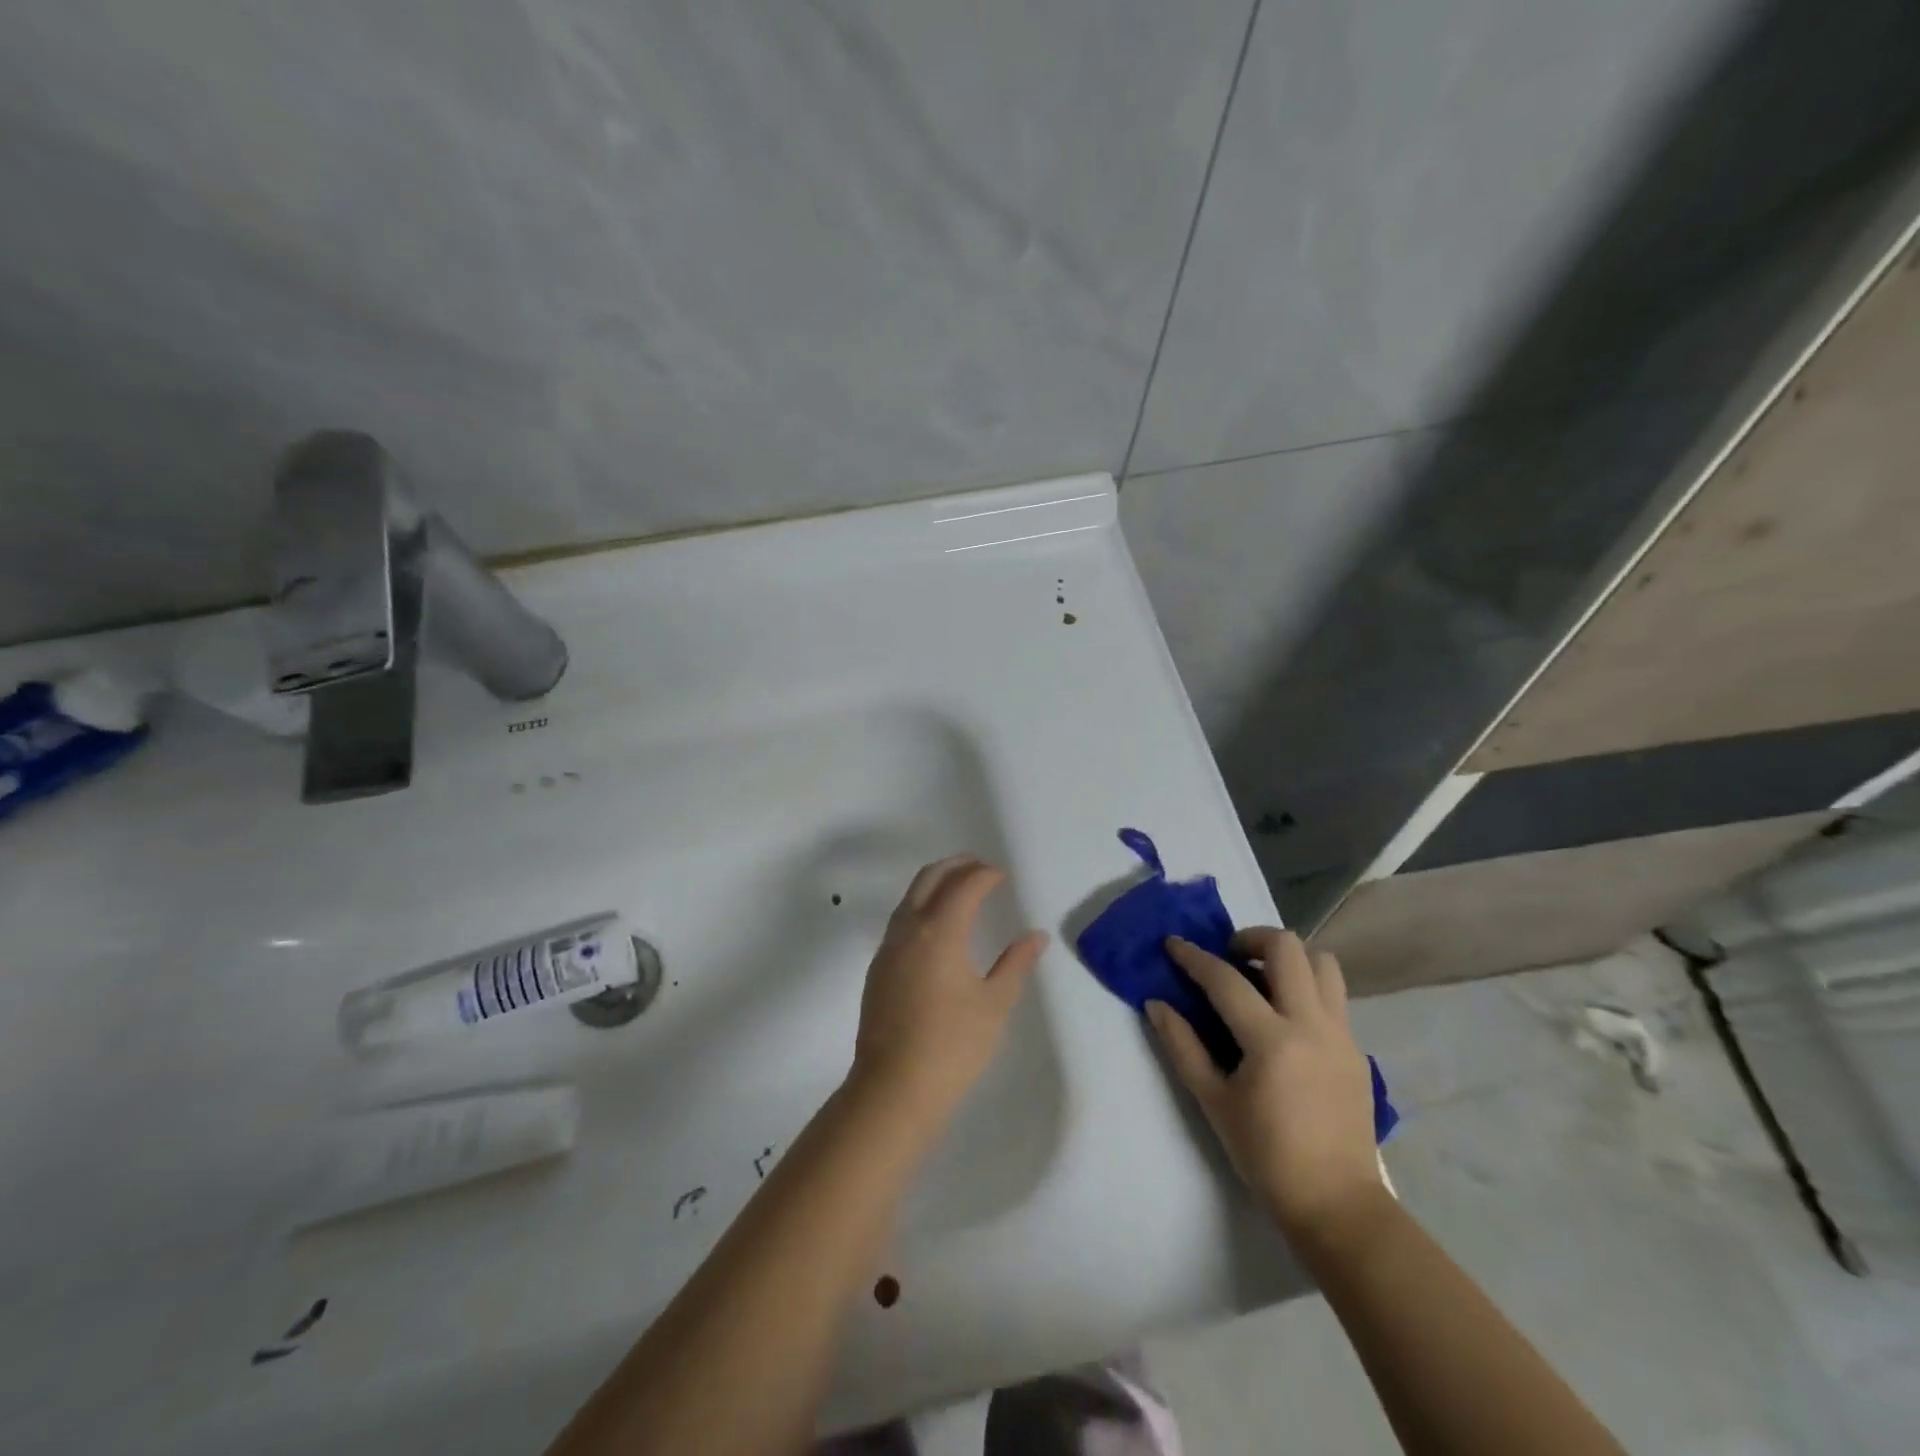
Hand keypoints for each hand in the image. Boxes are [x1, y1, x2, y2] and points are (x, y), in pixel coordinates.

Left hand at [850, 856, 1048, 1126]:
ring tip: (959, 887)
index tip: (1001, 874)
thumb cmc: (952, 1046)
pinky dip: (920, 905)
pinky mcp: (878, 967)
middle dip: (956, 866)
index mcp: (940, 931)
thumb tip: (1036, 936)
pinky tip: (936, 925)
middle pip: (929, 878)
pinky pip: (901, 919)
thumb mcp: (994, 1004)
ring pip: (910, 897)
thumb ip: (1016, 964)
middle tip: (980, 866)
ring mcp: (888, 948)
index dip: (984, 874)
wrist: (893, 1088)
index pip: (964, 886)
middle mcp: (909, 929)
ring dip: (935, 882)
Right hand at [1147, 929, 1382, 1242]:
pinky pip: (1334, 994)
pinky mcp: (1357, 1048)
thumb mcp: (1213, 1101)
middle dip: (1250, 938)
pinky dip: (1306, 986)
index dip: (1193, 957)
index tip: (1173, 943)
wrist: (1337, 1202)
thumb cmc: (1266, 1155)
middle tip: (1228, 956)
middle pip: (1287, 947)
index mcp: (1272, 1040)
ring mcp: (1342, 1033)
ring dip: (1288, 957)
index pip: (1226, 979)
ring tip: (1262, 977)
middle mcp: (1312, 1024)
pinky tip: (1285, 1016)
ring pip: (1322, 962)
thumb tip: (1157, 1004)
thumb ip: (1182, 1046)